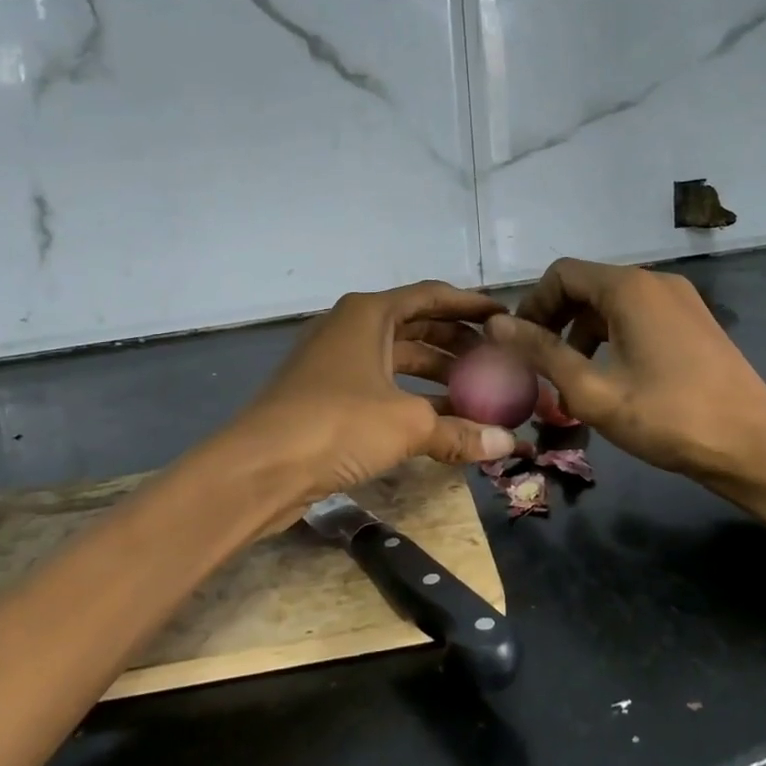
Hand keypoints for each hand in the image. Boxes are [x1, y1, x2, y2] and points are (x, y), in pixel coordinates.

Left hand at [221, 281, 520, 523]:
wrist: (257, 468)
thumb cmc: (337, 424)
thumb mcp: (408, 423)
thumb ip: (460, 430)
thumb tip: (508, 443)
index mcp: (369, 314)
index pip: (431, 296)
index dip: (470, 305)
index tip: (504, 317)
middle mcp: (351, 328)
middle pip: (416, 326)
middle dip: (457, 342)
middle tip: (498, 359)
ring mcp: (336, 362)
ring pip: (399, 359)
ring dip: (437, 374)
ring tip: (479, 392)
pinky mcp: (326, 396)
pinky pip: (382, 386)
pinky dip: (413, 397)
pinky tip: (442, 420)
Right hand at [485, 259, 765, 536]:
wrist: (756, 447)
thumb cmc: (669, 419)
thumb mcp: (593, 391)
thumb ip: (542, 353)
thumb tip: (495, 324)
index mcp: (629, 288)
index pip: (562, 275)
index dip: (532, 305)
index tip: (518, 344)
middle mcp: (655, 281)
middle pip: (587, 285)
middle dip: (555, 320)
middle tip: (538, 363)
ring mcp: (680, 300)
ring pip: (613, 302)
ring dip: (582, 331)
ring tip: (570, 376)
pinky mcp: (694, 321)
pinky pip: (639, 315)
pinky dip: (613, 336)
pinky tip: (611, 375)